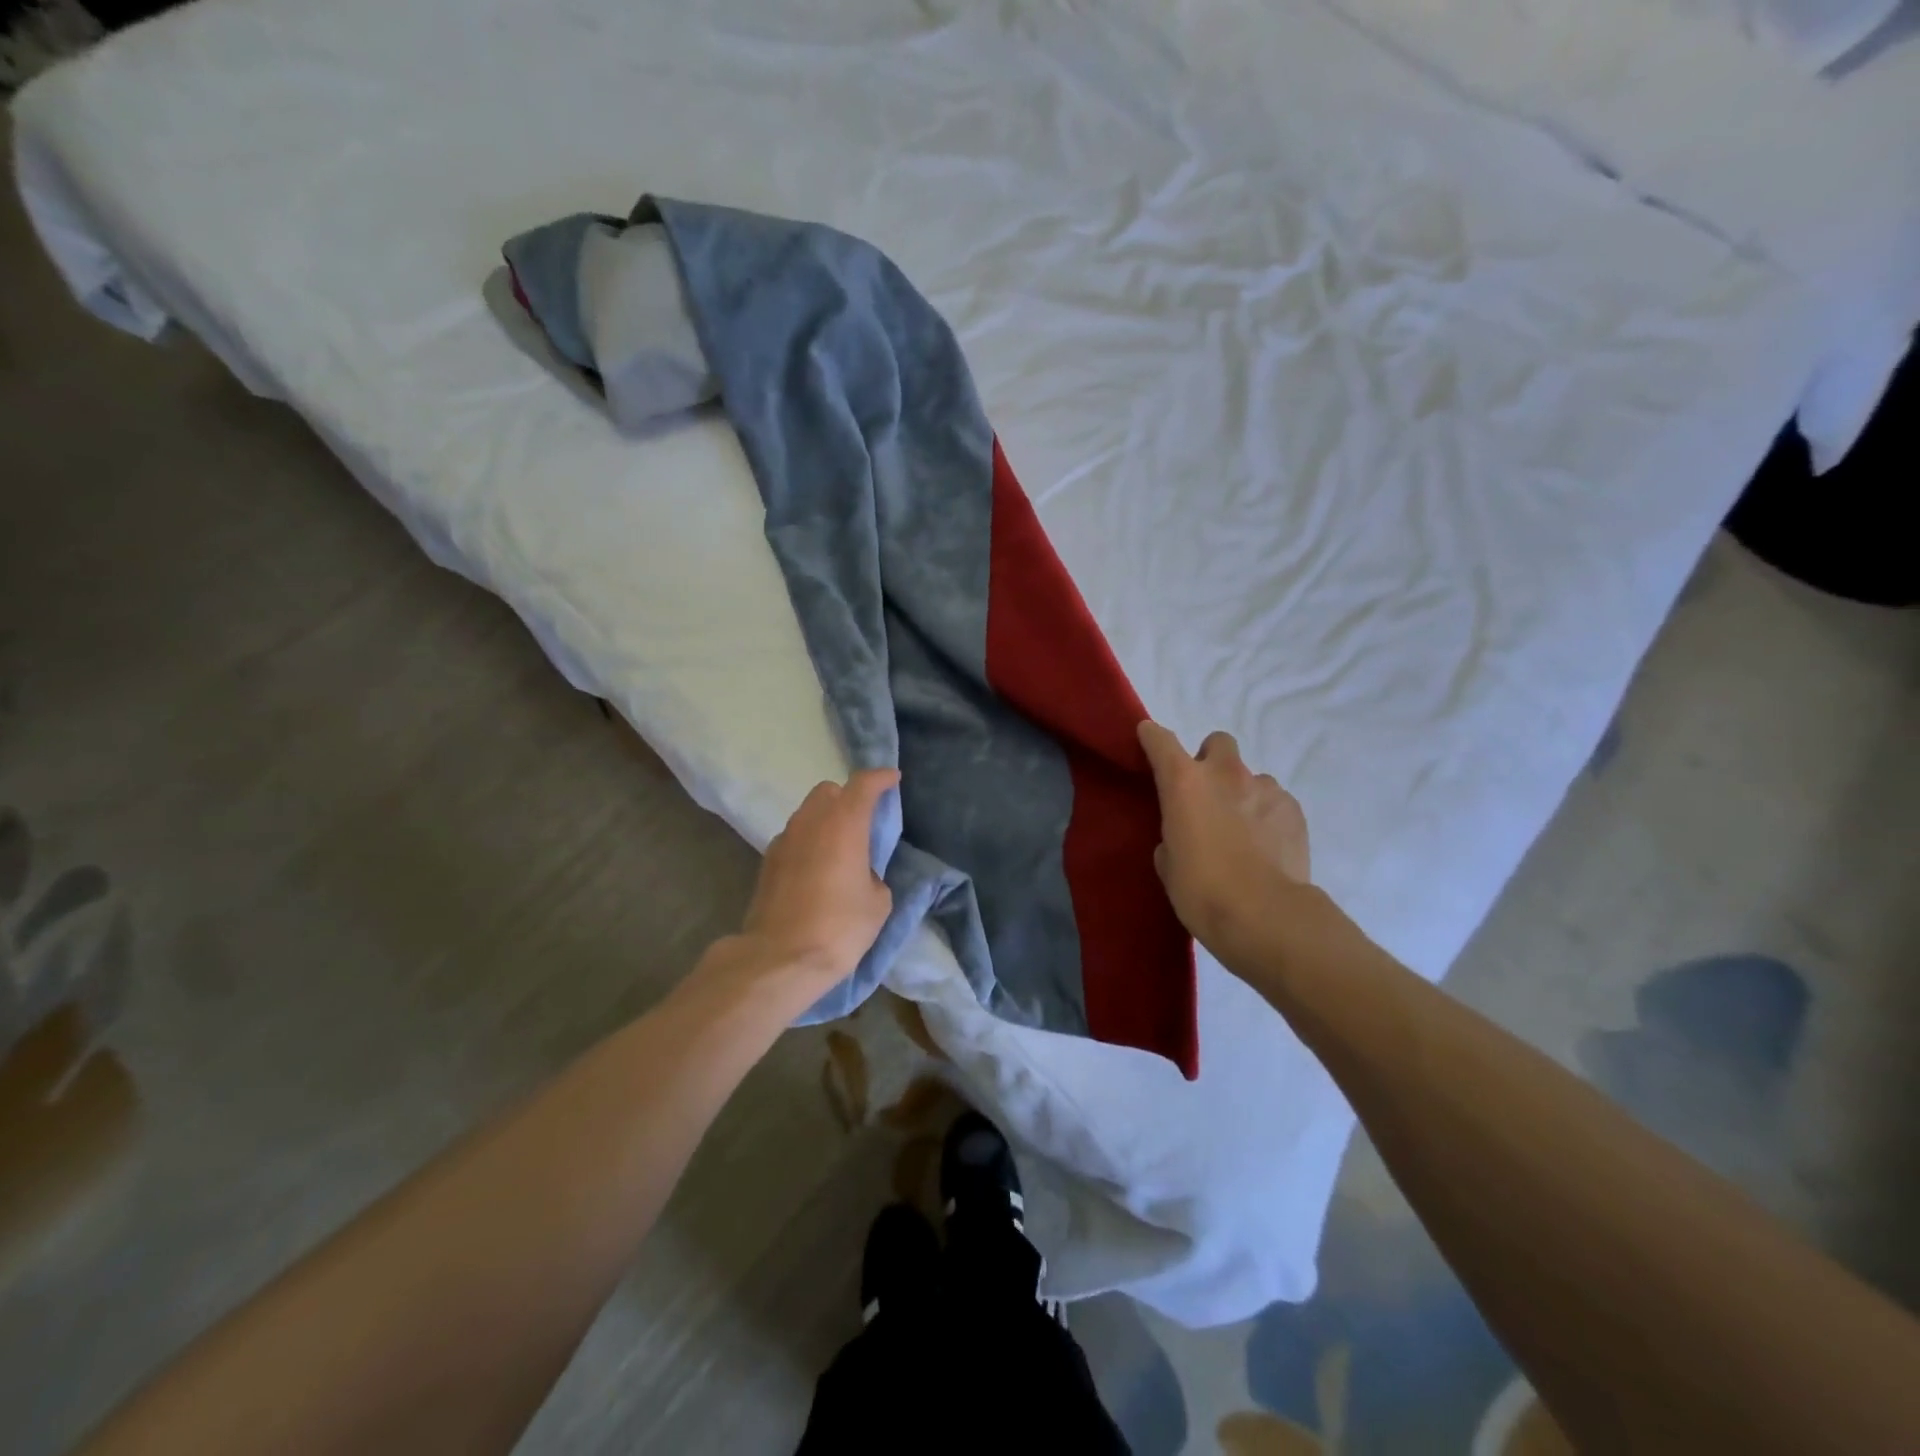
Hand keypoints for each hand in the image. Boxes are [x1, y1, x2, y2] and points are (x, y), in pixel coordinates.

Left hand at [731, 768, 898, 999]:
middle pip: (829, 791)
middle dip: (847, 797)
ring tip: (840, 850)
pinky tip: (816, 871)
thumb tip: (860, 874)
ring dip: (825, 820)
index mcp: (844, 824)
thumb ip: (873, 874)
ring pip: (807, 813)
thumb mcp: (878, 903)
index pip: (863, 784)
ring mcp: (784, 840)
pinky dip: (808, 842)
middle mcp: (810, 822)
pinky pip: (793, 838)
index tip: (893, 779)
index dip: (880, 778)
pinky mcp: (767, 862)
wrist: (780, 959)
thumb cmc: (839, 927)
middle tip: (863, 821)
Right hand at [1138, 721, 1310, 974]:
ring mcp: (1265, 789)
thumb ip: (1172, 837)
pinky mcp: (1294, 810)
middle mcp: (1225, 774)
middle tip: (1207, 795)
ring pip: (1251, 778)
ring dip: (1242, 795)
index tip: (1148, 739)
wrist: (1266, 916)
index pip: (1160, 741)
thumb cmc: (1202, 891)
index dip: (1152, 737)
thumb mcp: (1168, 865)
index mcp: (1184, 783)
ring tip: (1243, 833)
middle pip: (1218, 743)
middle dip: (1210, 760)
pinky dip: (1267, 817)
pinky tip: (1266, 847)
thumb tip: (1186, 836)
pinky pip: (1275, 802)